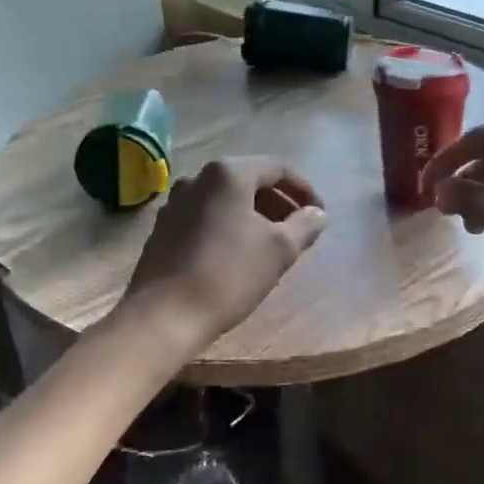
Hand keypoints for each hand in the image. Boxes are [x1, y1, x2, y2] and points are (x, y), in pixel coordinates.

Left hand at [120, 157, 327, 355]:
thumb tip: (317, 214)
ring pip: (226, 198)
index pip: (277, 168)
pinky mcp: (163, 227)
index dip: (303, 189)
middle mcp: (198, 177)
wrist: (164, 316)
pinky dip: (228, 224)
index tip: (319, 215)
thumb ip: (304, 225)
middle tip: (298, 229)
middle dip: (278, 201)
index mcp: (227, 173)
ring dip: (254, 214)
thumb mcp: (279, 250)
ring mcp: (175, 202)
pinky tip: (237, 253)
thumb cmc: (228, 275)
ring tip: (272, 242)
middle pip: (249, 179)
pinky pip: (206, 215)